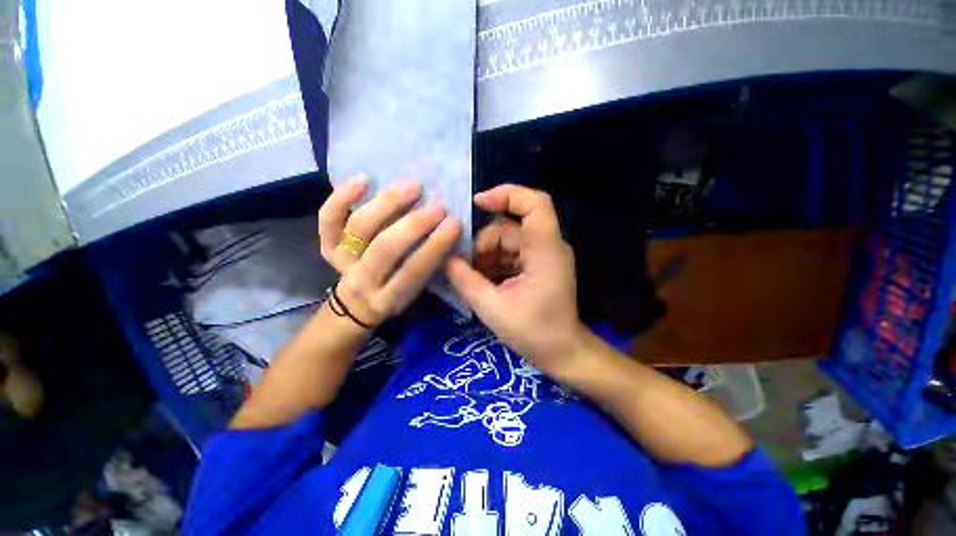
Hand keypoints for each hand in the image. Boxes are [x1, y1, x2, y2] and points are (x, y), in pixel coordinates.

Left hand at [318, 175, 460, 326]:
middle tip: (438, 206)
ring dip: (388, 203)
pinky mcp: (327, 245)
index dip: (435, 246)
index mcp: (390, 297)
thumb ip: (429, 266)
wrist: (356, 304)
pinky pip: (329, 218)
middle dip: (414, 224)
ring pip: (360, 227)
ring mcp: (341, 260)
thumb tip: (447, 231)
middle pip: (385, 248)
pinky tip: (365, 179)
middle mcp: (363, 279)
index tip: (454, 223)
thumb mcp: (416, 292)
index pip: (414, 271)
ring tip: (413, 186)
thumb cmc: (396, 292)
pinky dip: (343, 197)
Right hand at [445, 185, 585, 376]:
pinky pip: (511, 254)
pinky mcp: (538, 264)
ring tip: (473, 279)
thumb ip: (465, 281)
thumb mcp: (492, 308)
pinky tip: (483, 281)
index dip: (507, 195)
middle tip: (465, 268)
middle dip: (483, 244)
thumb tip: (446, 259)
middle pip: (509, 227)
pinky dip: (495, 263)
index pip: (535, 204)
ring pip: (507, 241)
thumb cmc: (533, 333)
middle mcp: (548, 246)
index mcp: (545, 250)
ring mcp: (544, 255)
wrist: (562, 352)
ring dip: (486, 256)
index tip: (477, 203)